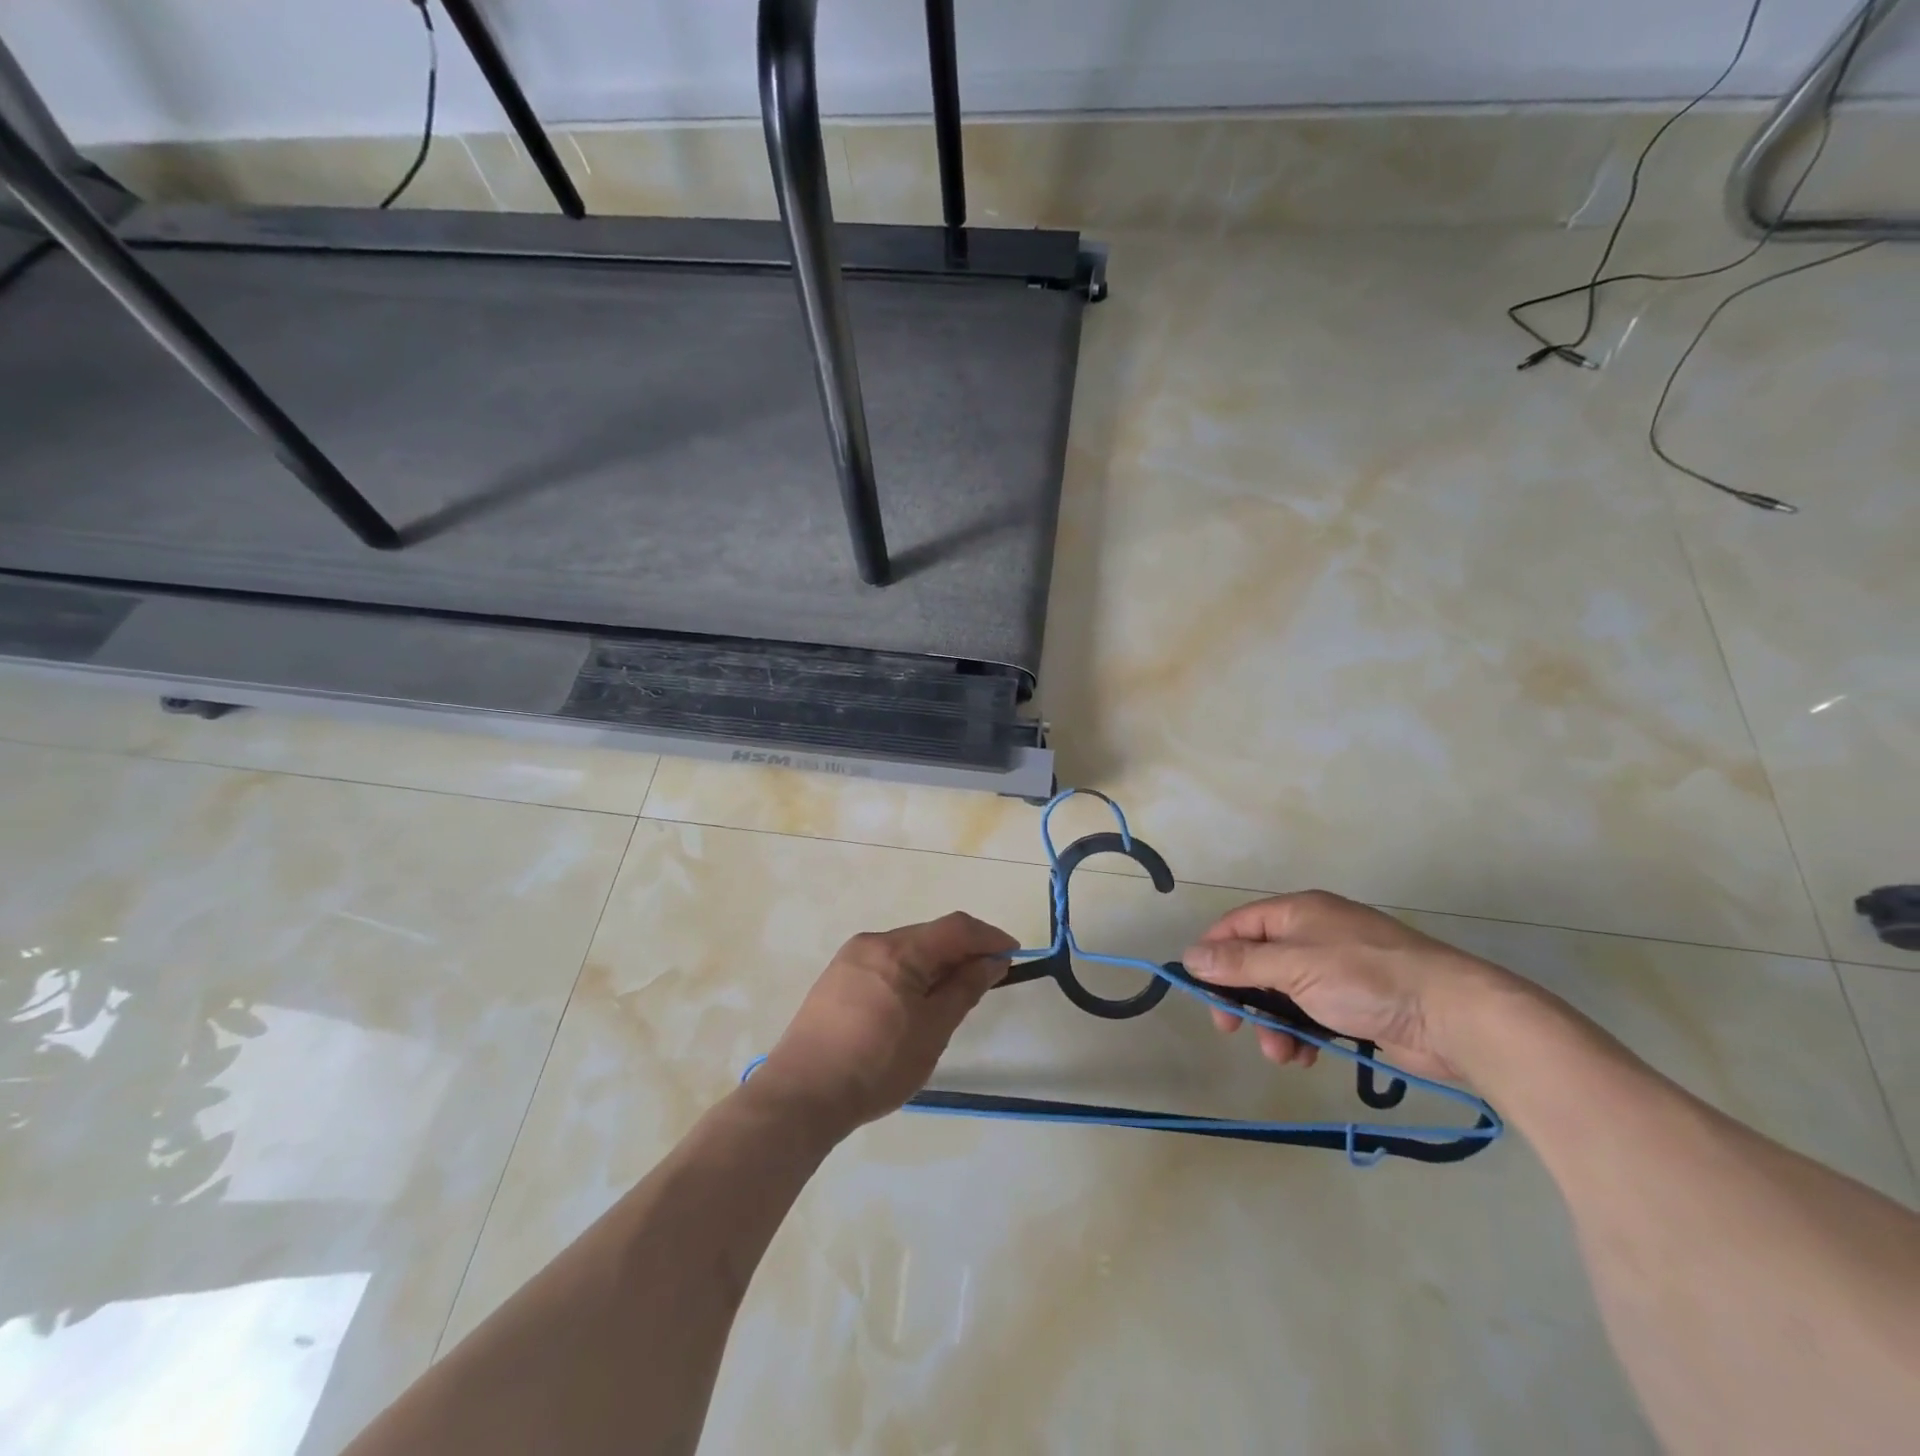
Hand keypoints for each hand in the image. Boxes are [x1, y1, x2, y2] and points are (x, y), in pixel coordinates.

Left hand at [753, 911, 1017, 1131]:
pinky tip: (915, 1004)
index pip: (955, 927)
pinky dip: (910, 974)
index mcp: (898, 950)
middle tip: (987, 979)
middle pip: (929, 935)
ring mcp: (849, 959)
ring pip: (906, 950)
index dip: (988, 936)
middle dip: (962, 951)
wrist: (802, 1096)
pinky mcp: (836, 979)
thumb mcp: (933, 1030)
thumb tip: (993, 960)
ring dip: (935, 964)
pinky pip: (885, 964)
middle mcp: (873, 942)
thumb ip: (965, 989)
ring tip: (953, 996)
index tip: (1013, 954)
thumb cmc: (877, 1065)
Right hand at [1182, 891, 1524, 1082]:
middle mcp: (1313, 935)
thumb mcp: (1293, 967)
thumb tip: (1190, 956)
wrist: (1453, 1015)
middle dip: (1243, 998)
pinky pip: (1311, 1014)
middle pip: (1257, 962)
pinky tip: (1307, 1056)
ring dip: (1272, 1024)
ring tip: (1282, 1054)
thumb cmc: (1365, 979)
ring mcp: (1336, 969)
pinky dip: (1302, 1035)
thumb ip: (1240, 963)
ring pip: (1283, 994)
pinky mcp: (1356, 1003)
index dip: (1213, 954)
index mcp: (1297, 913)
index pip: (1237, 926)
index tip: (1199, 989)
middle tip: (1230, 1029)